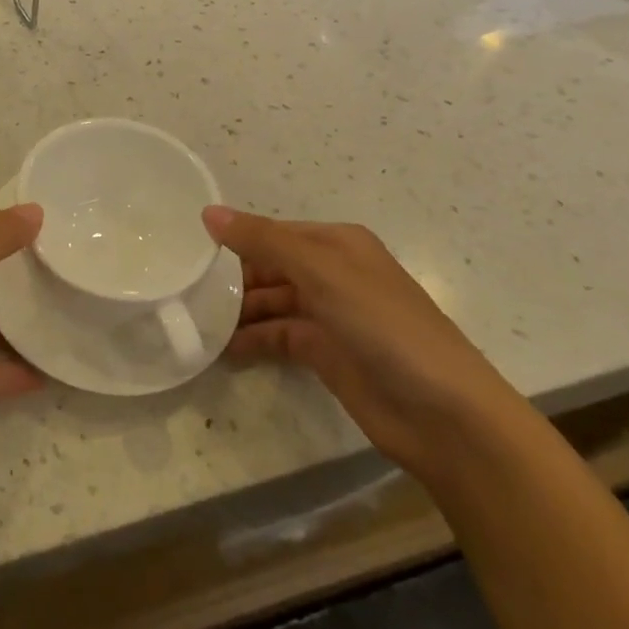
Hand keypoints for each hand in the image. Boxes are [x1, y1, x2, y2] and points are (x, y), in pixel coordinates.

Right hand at [204, 206, 528, 483]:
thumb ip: (262, 240)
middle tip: (182, 286)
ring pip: (270, 302)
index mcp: (336, 244)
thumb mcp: (321, 272)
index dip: (234, 237)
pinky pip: (278, 337)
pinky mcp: (326, 354)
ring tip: (192, 318)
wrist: (446, 416)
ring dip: (237, 309)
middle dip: (230, 275)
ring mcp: (329, 315)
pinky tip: (220, 347)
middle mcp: (332, 274)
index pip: (272, 232)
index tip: (187, 247)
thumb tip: (207, 212)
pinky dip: (251, 339)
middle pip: (269, 266)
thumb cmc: (384, 326)